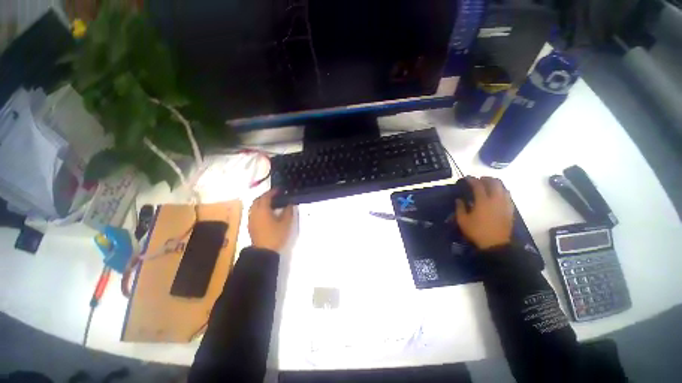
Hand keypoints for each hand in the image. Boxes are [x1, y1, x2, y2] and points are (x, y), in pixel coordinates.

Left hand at [248, 190, 294, 251]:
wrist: (263, 251)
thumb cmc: (275, 235)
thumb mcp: (286, 223)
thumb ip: (288, 211)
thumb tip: (289, 203)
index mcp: (263, 210)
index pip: (266, 196)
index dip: (273, 192)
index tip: (280, 189)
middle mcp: (254, 212)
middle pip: (258, 200)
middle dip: (266, 196)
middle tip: (275, 195)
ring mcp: (251, 219)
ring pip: (254, 206)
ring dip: (261, 202)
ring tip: (271, 203)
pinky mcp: (250, 225)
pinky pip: (253, 212)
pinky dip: (259, 208)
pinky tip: (266, 213)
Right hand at [456, 176, 513, 249]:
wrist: (495, 244)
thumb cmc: (477, 231)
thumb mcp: (462, 220)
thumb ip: (460, 207)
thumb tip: (459, 199)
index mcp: (483, 201)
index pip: (478, 185)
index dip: (472, 179)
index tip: (466, 178)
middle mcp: (496, 199)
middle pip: (494, 183)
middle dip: (486, 178)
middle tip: (479, 180)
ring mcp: (505, 204)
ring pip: (503, 187)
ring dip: (496, 183)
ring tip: (488, 185)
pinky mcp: (510, 210)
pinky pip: (508, 195)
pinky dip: (502, 191)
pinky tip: (497, 195)